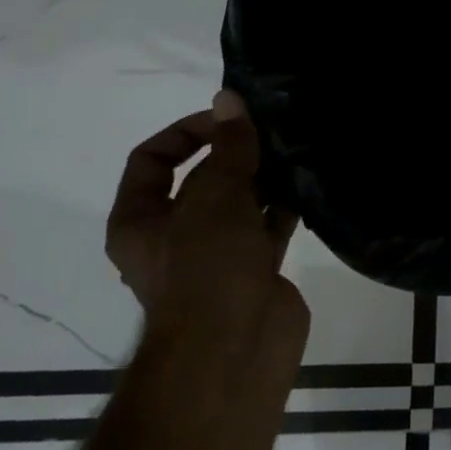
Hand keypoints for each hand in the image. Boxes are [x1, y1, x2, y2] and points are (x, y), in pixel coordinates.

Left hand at [105, 90, 307, 353]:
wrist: (235, 351)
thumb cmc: (207, 268)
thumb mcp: (215, 197)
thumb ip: (229, 147)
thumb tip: (229, 98)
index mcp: (140, 221)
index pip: (152, 160)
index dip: (186, 132)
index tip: (229, 120)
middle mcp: (174, 235)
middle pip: (202, 179)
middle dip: (235, 153)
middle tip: (273, 129)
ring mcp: (216, 255)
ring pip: (240, 202)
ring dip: (264, 177)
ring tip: (297, 148)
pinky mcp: (254, 270)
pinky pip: (269, 226)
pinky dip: (286, 205)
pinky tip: (310, 182)